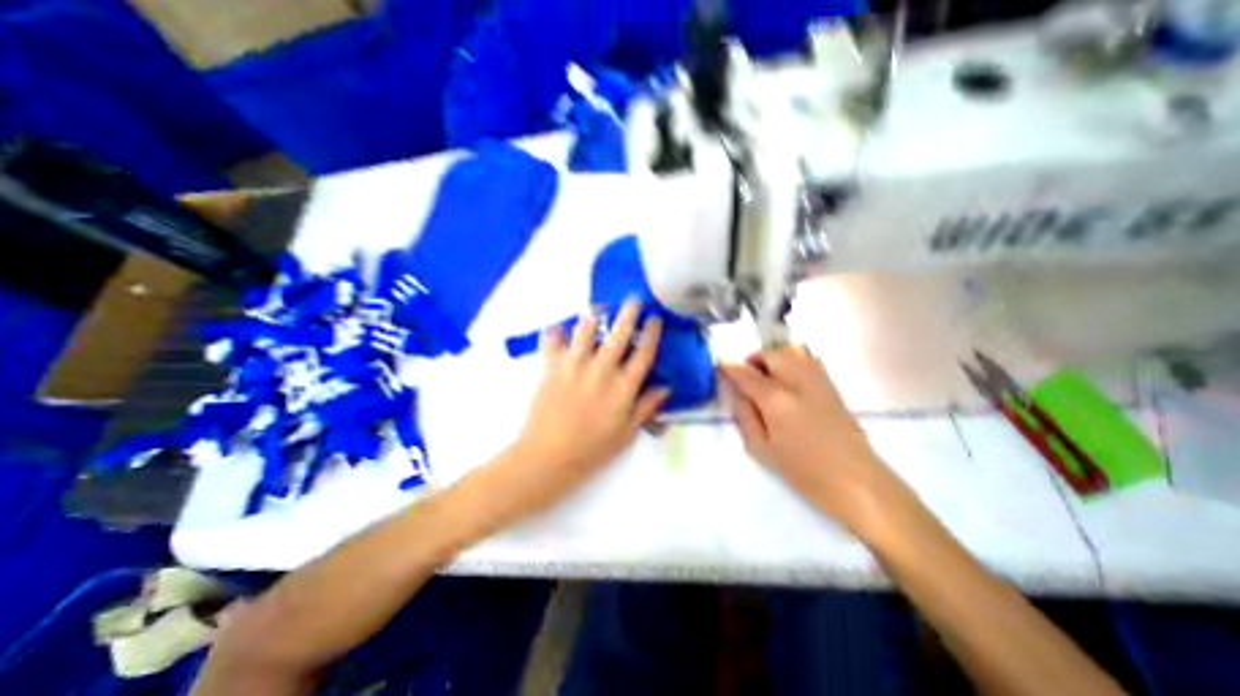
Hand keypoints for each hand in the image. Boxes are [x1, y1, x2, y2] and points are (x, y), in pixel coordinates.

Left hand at [469, 300, 669, 527]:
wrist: (548, 457)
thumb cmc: (592, 449)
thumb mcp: (626, 433)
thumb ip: (646, 407)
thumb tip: (665, 387)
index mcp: (623, 387)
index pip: (643, 353)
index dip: (651, 333)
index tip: (654, 319)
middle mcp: (602, 370)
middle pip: (618, 335)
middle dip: (628, 314)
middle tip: (632, 299)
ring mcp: (575, 366)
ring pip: (585, 331)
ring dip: (593, 316)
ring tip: (598, 307)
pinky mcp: (551, 368)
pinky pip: (552, 343)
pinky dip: (554, 333)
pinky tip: (557, 328)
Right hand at [724, 345, 895, 529]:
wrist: (857, 483)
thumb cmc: (803, 472)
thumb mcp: (761, 449)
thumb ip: (744, 415)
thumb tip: (735, 391)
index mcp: (776, 399)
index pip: (746, 373)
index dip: (729, 367)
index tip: (718, 366)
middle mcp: (797, 381)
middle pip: (771, 354)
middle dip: (753, 360)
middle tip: (745, 377)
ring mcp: (818, 381)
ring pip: (791, 351)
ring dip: (773, 357)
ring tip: (766, 376)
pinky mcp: (832, 386)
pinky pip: (808, 359)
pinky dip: (792, 360)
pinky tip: (788, 380)